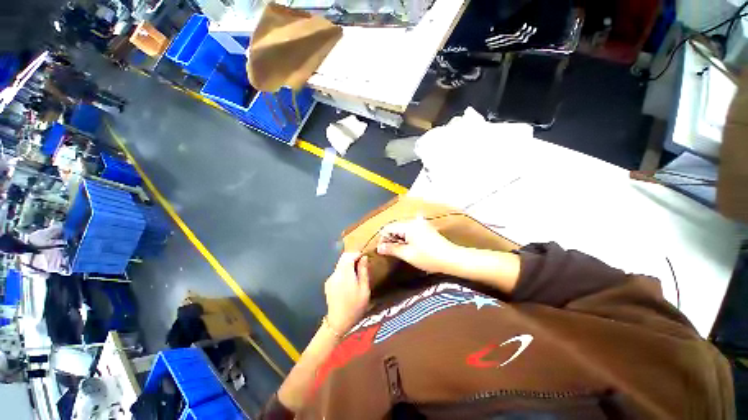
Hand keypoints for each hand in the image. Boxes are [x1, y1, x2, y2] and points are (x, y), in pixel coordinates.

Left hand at [324, 253, 370, 333]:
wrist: (338, 322)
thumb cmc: (355, 306)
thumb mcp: (364, 288)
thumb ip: (363, 270)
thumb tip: (364, 257)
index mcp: (345, 273)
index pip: (348, 255)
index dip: (357, 254)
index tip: (364, 258)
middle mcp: (335, 273)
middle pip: (343, 258)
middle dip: (352, 258)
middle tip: (362, 265)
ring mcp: (330, 278)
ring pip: (340, 265)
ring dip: (348, 265)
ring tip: (356, 274)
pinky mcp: (328, 284)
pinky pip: (337, 272)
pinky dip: (343, 272)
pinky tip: (348, 282)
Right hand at [376, 217, 456, 272]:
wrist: (451, 258)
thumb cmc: (428, 257)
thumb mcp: (407, 255)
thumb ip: (391, 249)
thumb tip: (379, 248)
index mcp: (408, 226)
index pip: (388, 228)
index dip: (382, 238)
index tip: (381, 250)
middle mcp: (413, 221)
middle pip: (395, 226)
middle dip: (390, 238)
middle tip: (388, 251)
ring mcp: (421, 223)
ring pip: (403, 227)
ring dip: (398, 237)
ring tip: (397, 249)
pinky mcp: (426, 227)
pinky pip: (410, 228)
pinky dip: (406, 235)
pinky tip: (407, 244)